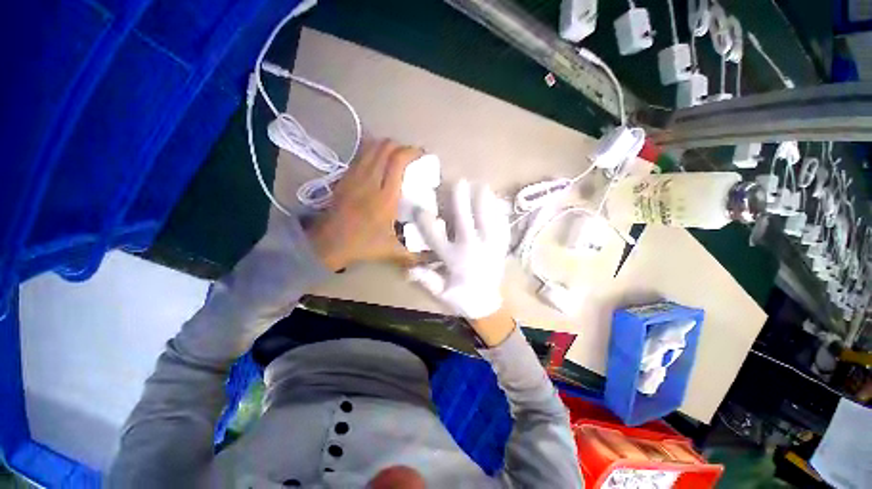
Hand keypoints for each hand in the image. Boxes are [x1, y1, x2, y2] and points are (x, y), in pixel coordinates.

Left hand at [307, 139, 422, 270]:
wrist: (328, 243)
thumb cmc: (362, 244)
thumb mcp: (391, 251)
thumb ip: (413, 254)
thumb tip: (432, 258)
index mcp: (386, 197)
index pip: (398, 161)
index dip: (411, 152)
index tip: (421, 155)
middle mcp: (371, 181)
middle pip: (385, 148)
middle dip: (400, 146)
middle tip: (410, 156)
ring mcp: (355, 177)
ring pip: (371, 148)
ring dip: (386, 146)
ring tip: (396, 156)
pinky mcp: (345, 177)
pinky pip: (360, 155)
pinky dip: (372, 151)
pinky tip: (378, 161)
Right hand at [409, 180, 509, 320]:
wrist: (488, 304)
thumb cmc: (462, 298)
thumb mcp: (441, 293)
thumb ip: (426, 279)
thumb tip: (407, 269)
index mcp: (454, 259)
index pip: (435, 237)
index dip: (426, 221)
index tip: (420, 207)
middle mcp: (472, 249)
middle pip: (464, 221)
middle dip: (460, 200)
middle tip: (458, 182)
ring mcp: (489, 246)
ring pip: (486, 219)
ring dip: (483, 201)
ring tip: (481, 185)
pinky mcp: (501, 247)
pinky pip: (501, 226)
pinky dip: (498, 212)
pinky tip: (497, 201)